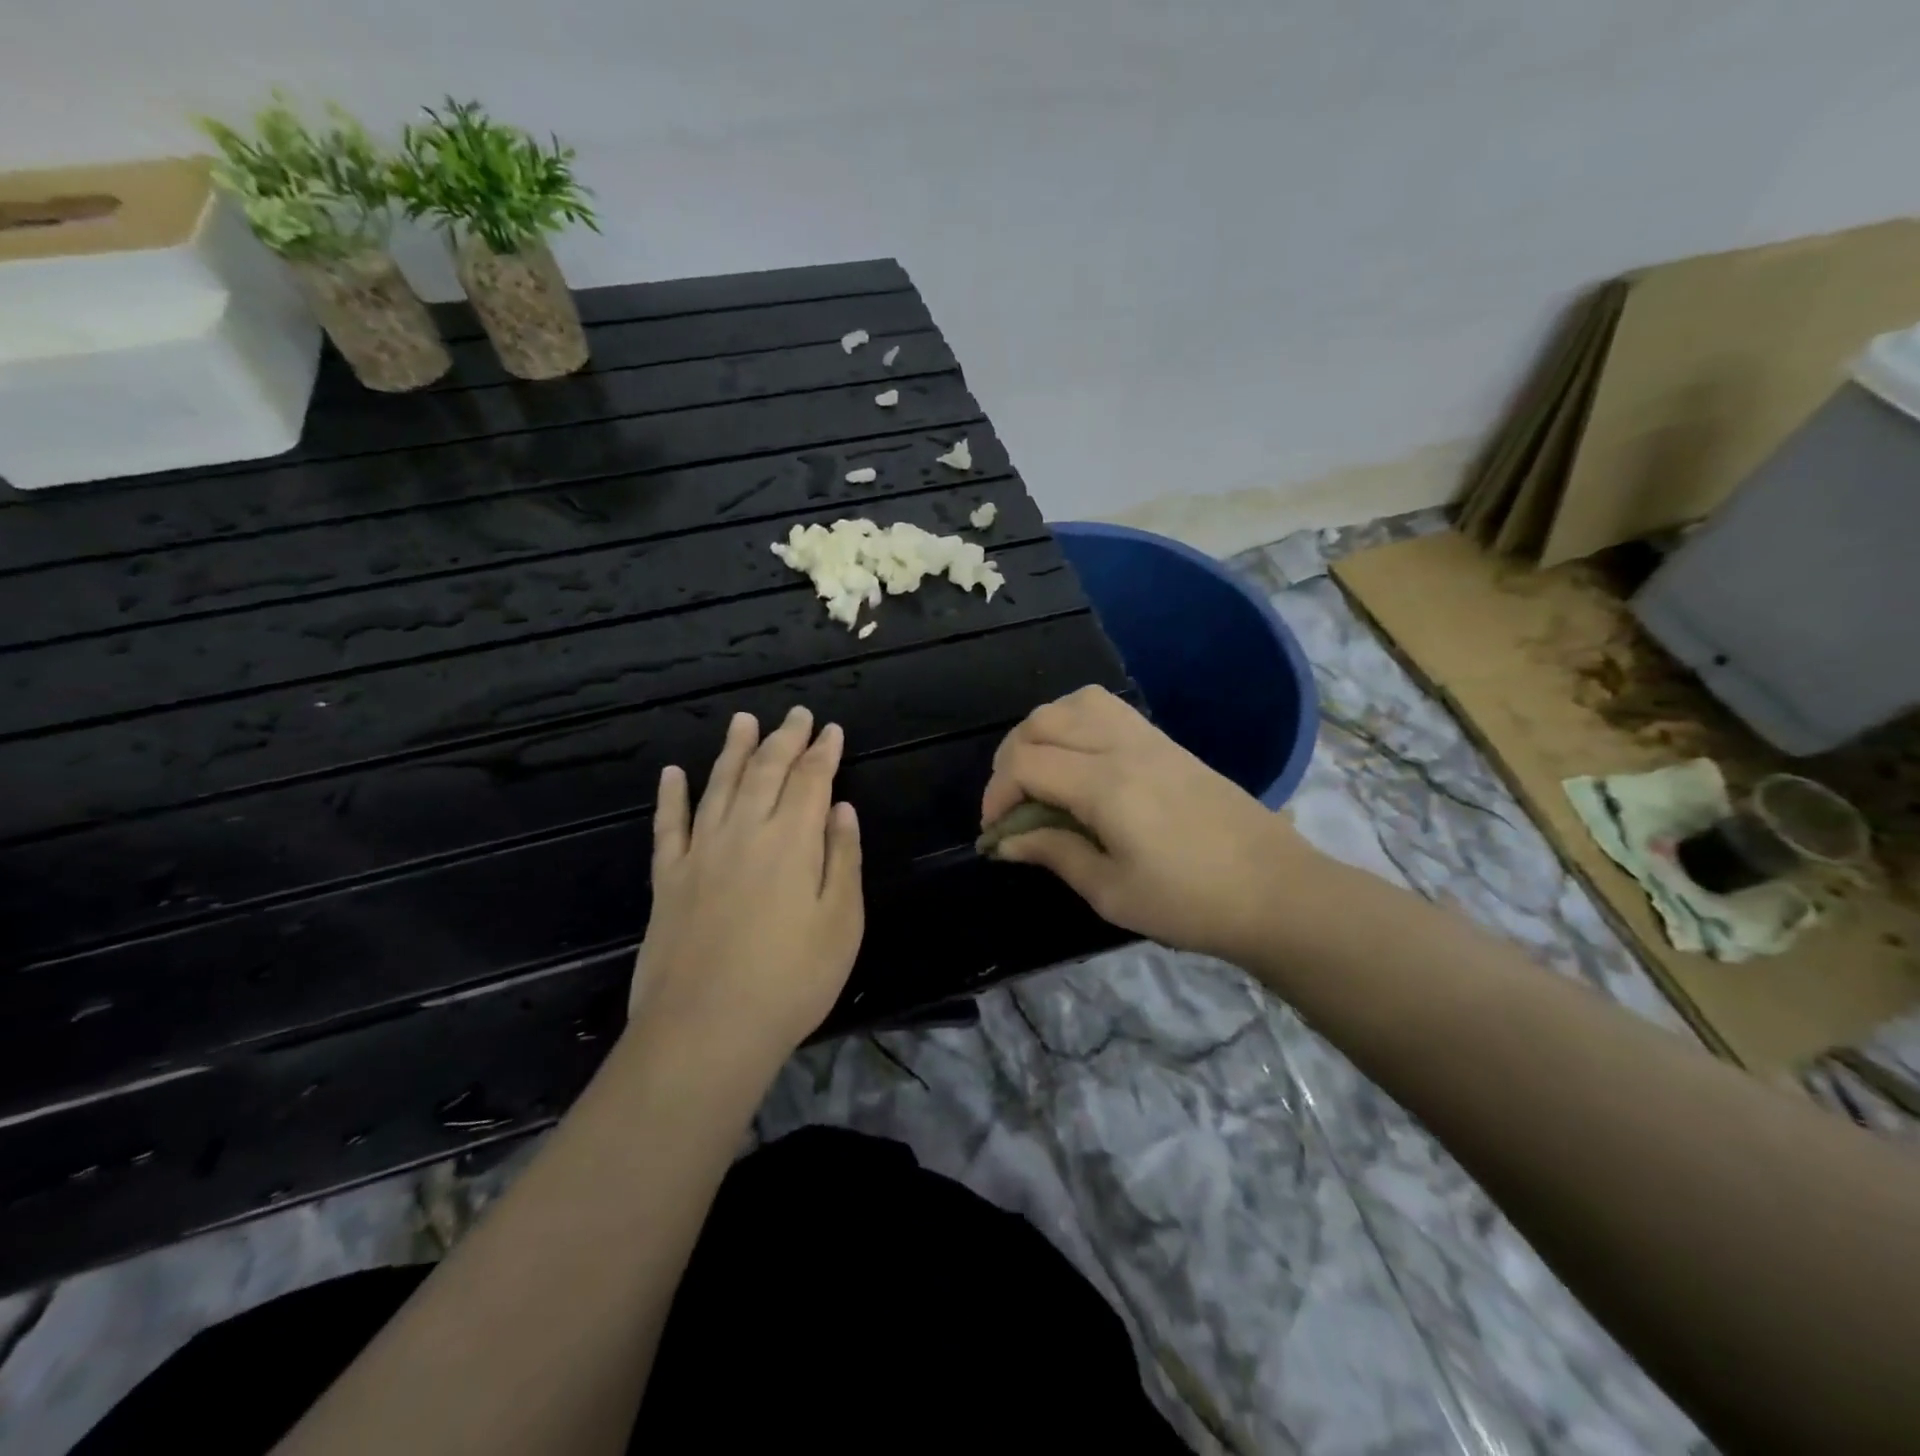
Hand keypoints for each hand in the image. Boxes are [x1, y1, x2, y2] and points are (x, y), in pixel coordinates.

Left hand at [631, 707, 863, 1069]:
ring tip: (743, 720)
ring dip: (733, 750)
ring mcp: (700, 852)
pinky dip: (671, 796)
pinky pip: (669, 826)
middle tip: (795, 713)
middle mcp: (744, 832)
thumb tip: (842, 809)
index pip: (811, 780)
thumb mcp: (842, 923)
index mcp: (792, 840)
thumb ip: (843, 859)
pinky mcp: (668, 879)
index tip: (831, 730)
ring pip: (718, 785)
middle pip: (766, 771)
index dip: (823, 752)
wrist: (706, 1030)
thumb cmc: (791, 980)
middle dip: (784, 738)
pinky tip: (672, 774)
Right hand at [981, 686, 1315, 960]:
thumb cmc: (1190, 902)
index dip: (996, 794)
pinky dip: (1075, 723)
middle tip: (1012, 804)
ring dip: (1042, 731)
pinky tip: (1079, 762)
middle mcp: (1122, 747)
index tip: (996, 832)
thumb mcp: (1111, 892)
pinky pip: (1106, 708)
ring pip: (1074, 702)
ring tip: (1040, 774)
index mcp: (1105, 785)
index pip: (1026, 763)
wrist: (1276, 891)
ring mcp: (1148, 738)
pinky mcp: (1166, 742)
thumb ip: (1054, 854)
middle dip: (1010, 758)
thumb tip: (1006, 841)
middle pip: (1042, 721)